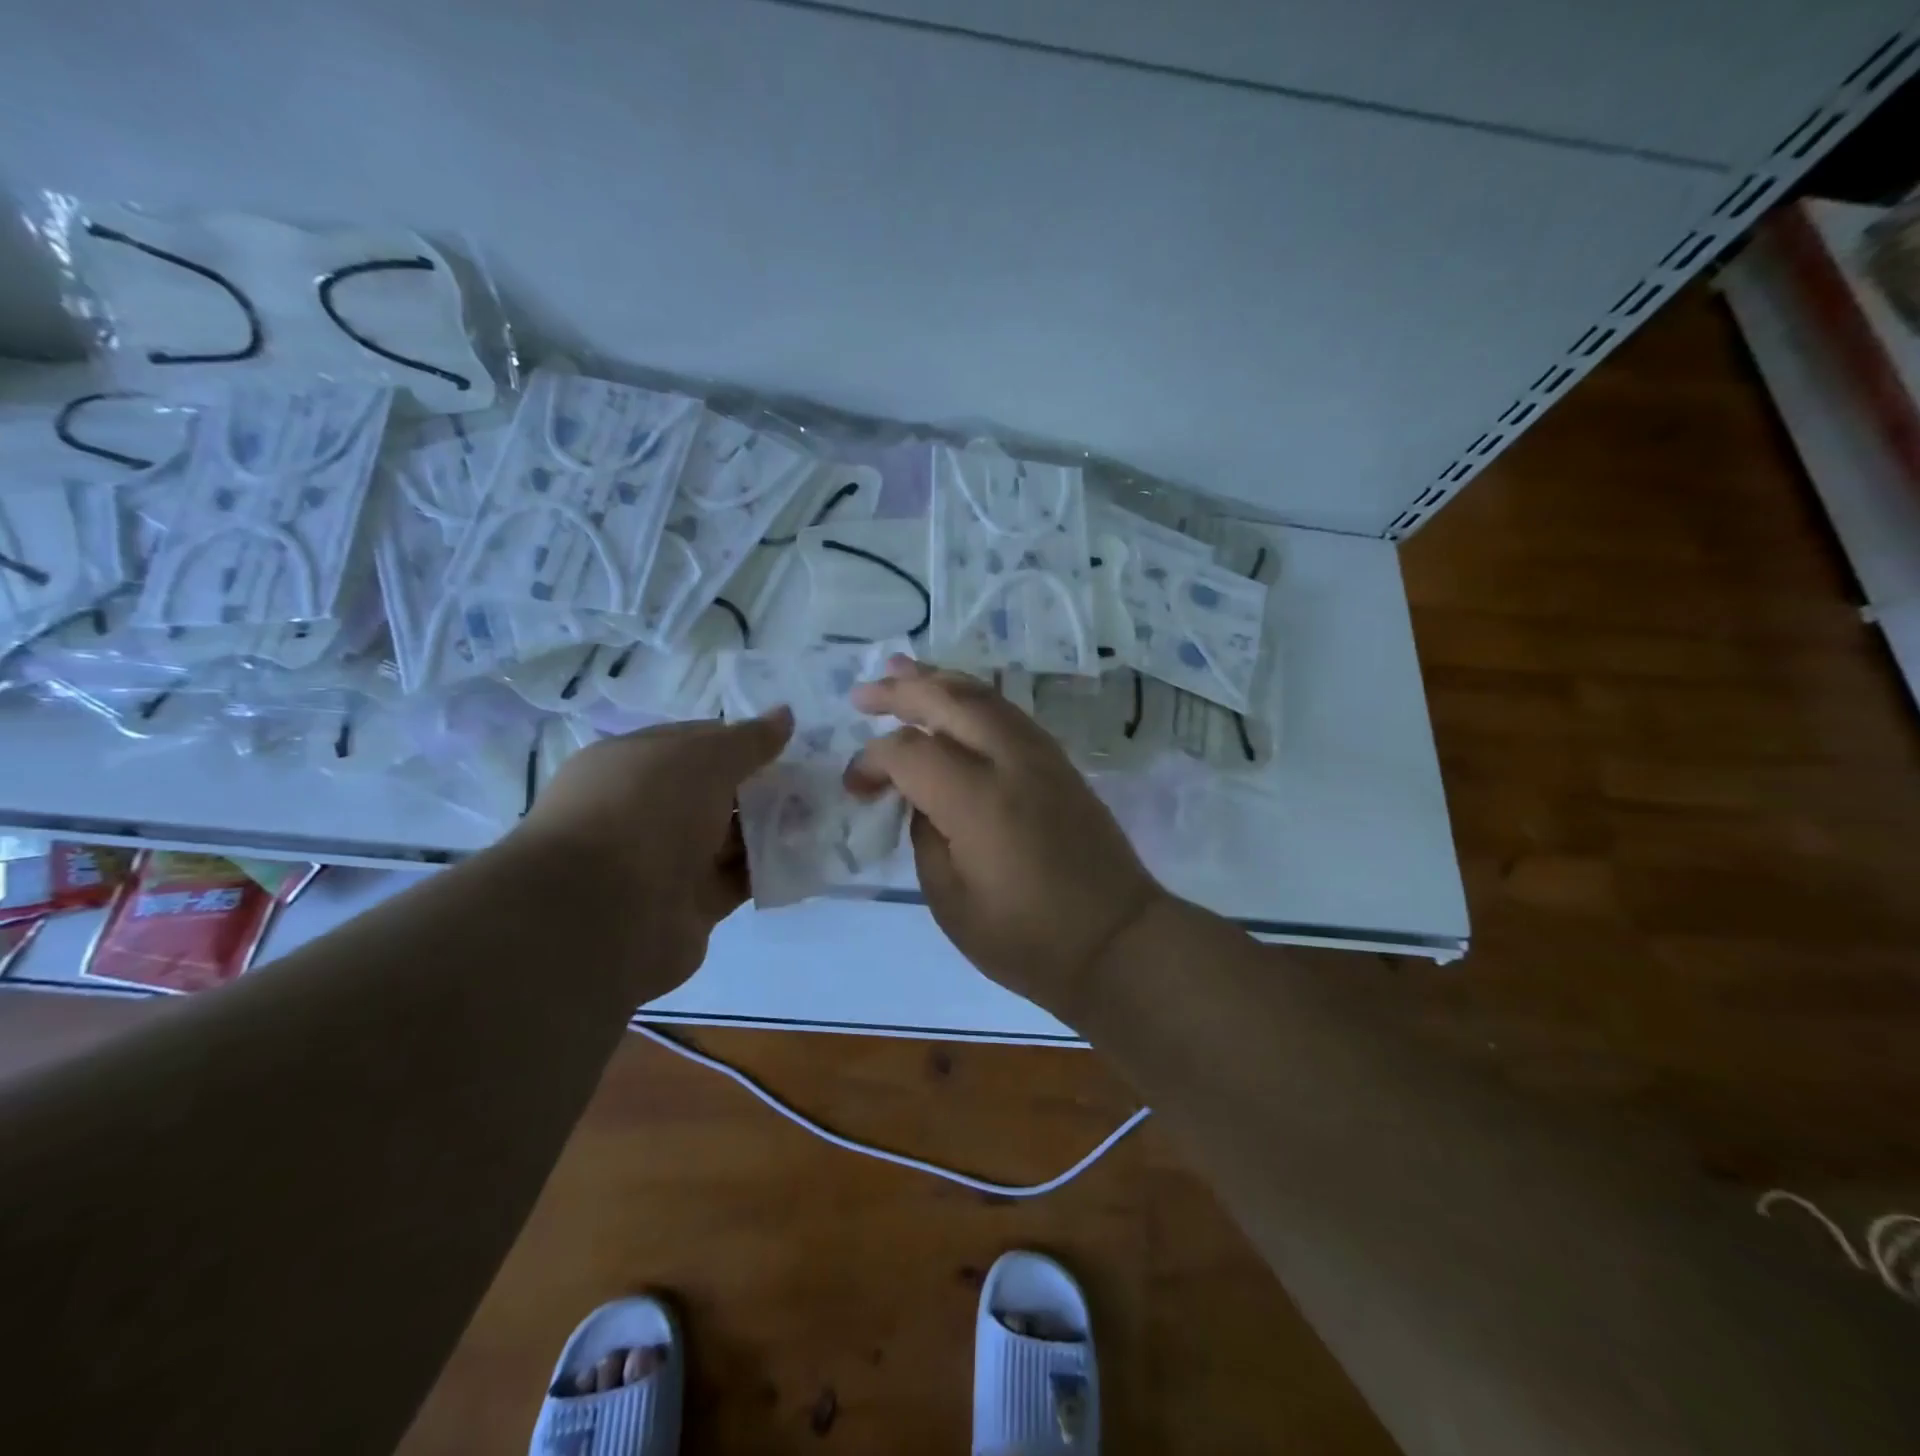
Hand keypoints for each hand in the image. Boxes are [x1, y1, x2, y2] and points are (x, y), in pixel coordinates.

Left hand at [514, 711, 792, 974]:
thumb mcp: (703, 758)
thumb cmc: (647, 813)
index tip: (790, 745)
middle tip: (817, 781)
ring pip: (730, 836)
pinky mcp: (689, 904)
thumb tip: (785, 715)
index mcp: (633, 763)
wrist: (603, 916)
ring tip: (824, 816)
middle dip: (764, 786)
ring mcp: (665, 860)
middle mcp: (646, 809)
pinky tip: (807, 857)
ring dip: (772, 828)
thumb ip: (749, 740)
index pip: (696, 741)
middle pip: (716, 791)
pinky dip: (768, 870)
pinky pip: (737, 879)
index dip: (742, 740)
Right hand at [847, 657, 1168, 1019]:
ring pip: (984, 696)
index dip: (873, 761)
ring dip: (939, 681)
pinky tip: (956, 703)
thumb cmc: (1028, 939)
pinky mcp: (1060, 763)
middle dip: (901, 691)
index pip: (910, 751)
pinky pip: (1007, 713)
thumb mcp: (952, 901)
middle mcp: (1011, 761)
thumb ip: (926, 836)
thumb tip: (922, 799)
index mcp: (978, 800)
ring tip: (903, 671)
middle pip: (949, 701)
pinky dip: (973, 699)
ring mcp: (1042, 756)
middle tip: (863, 694)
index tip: (857, 787)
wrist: (1118, 941)